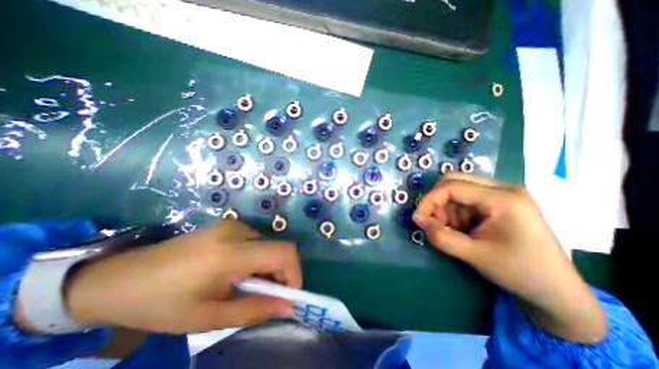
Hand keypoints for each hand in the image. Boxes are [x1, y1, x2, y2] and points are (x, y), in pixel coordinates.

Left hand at [64, 219, 299, 333]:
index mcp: (231, 253)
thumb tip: (289, 307)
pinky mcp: (228, 224)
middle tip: (264, 296)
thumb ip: (255, 309)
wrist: (120, 277)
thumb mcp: (209, 317)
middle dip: (280, 273)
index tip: (288, 295)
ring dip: (267, 266)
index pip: (284, 253)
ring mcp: (233, 224)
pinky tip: (237, 271)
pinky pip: (256, 240)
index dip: (295, 273)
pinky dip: (257, 257)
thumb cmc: (161, 303)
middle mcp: (237, 231)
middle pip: (279, 248)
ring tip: (245, 285)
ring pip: (268, 245)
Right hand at [413, 174, 603, 343]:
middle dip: (438, 201)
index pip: (452, 186)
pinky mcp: (500, 201)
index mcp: (503, 199)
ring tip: (453, 231)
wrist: (557, 291)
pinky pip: (467, 198)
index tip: (419, 218)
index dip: (429, 200)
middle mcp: (503, 188)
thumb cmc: (519, 272)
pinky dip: (457, 212)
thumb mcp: (474, 255)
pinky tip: (464, 229)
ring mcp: (503, 193)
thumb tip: (417, 219)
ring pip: (458, 189)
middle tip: (436, 223)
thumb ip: (441, 236)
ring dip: (447, 208)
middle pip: (455, 181)